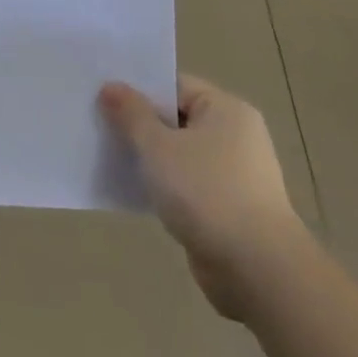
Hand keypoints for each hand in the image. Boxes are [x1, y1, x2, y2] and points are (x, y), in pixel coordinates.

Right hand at [100, 75, 306, 318]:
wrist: (257, 270)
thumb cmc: (207, 193)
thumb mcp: (159, 147)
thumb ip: (132, 114)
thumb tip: (111, 86)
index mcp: (225, 109)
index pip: (175, 86)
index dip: (139, 90)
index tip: (103, 96)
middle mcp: (235, 136)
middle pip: (177, 119)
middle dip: (140, 125)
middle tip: (99, 125)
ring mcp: (235, 174)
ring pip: (180, 154)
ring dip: (151, 159)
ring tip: (110, 157)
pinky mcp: (229, 209)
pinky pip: (188, 185)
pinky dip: (164, 186)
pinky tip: (136, 192)